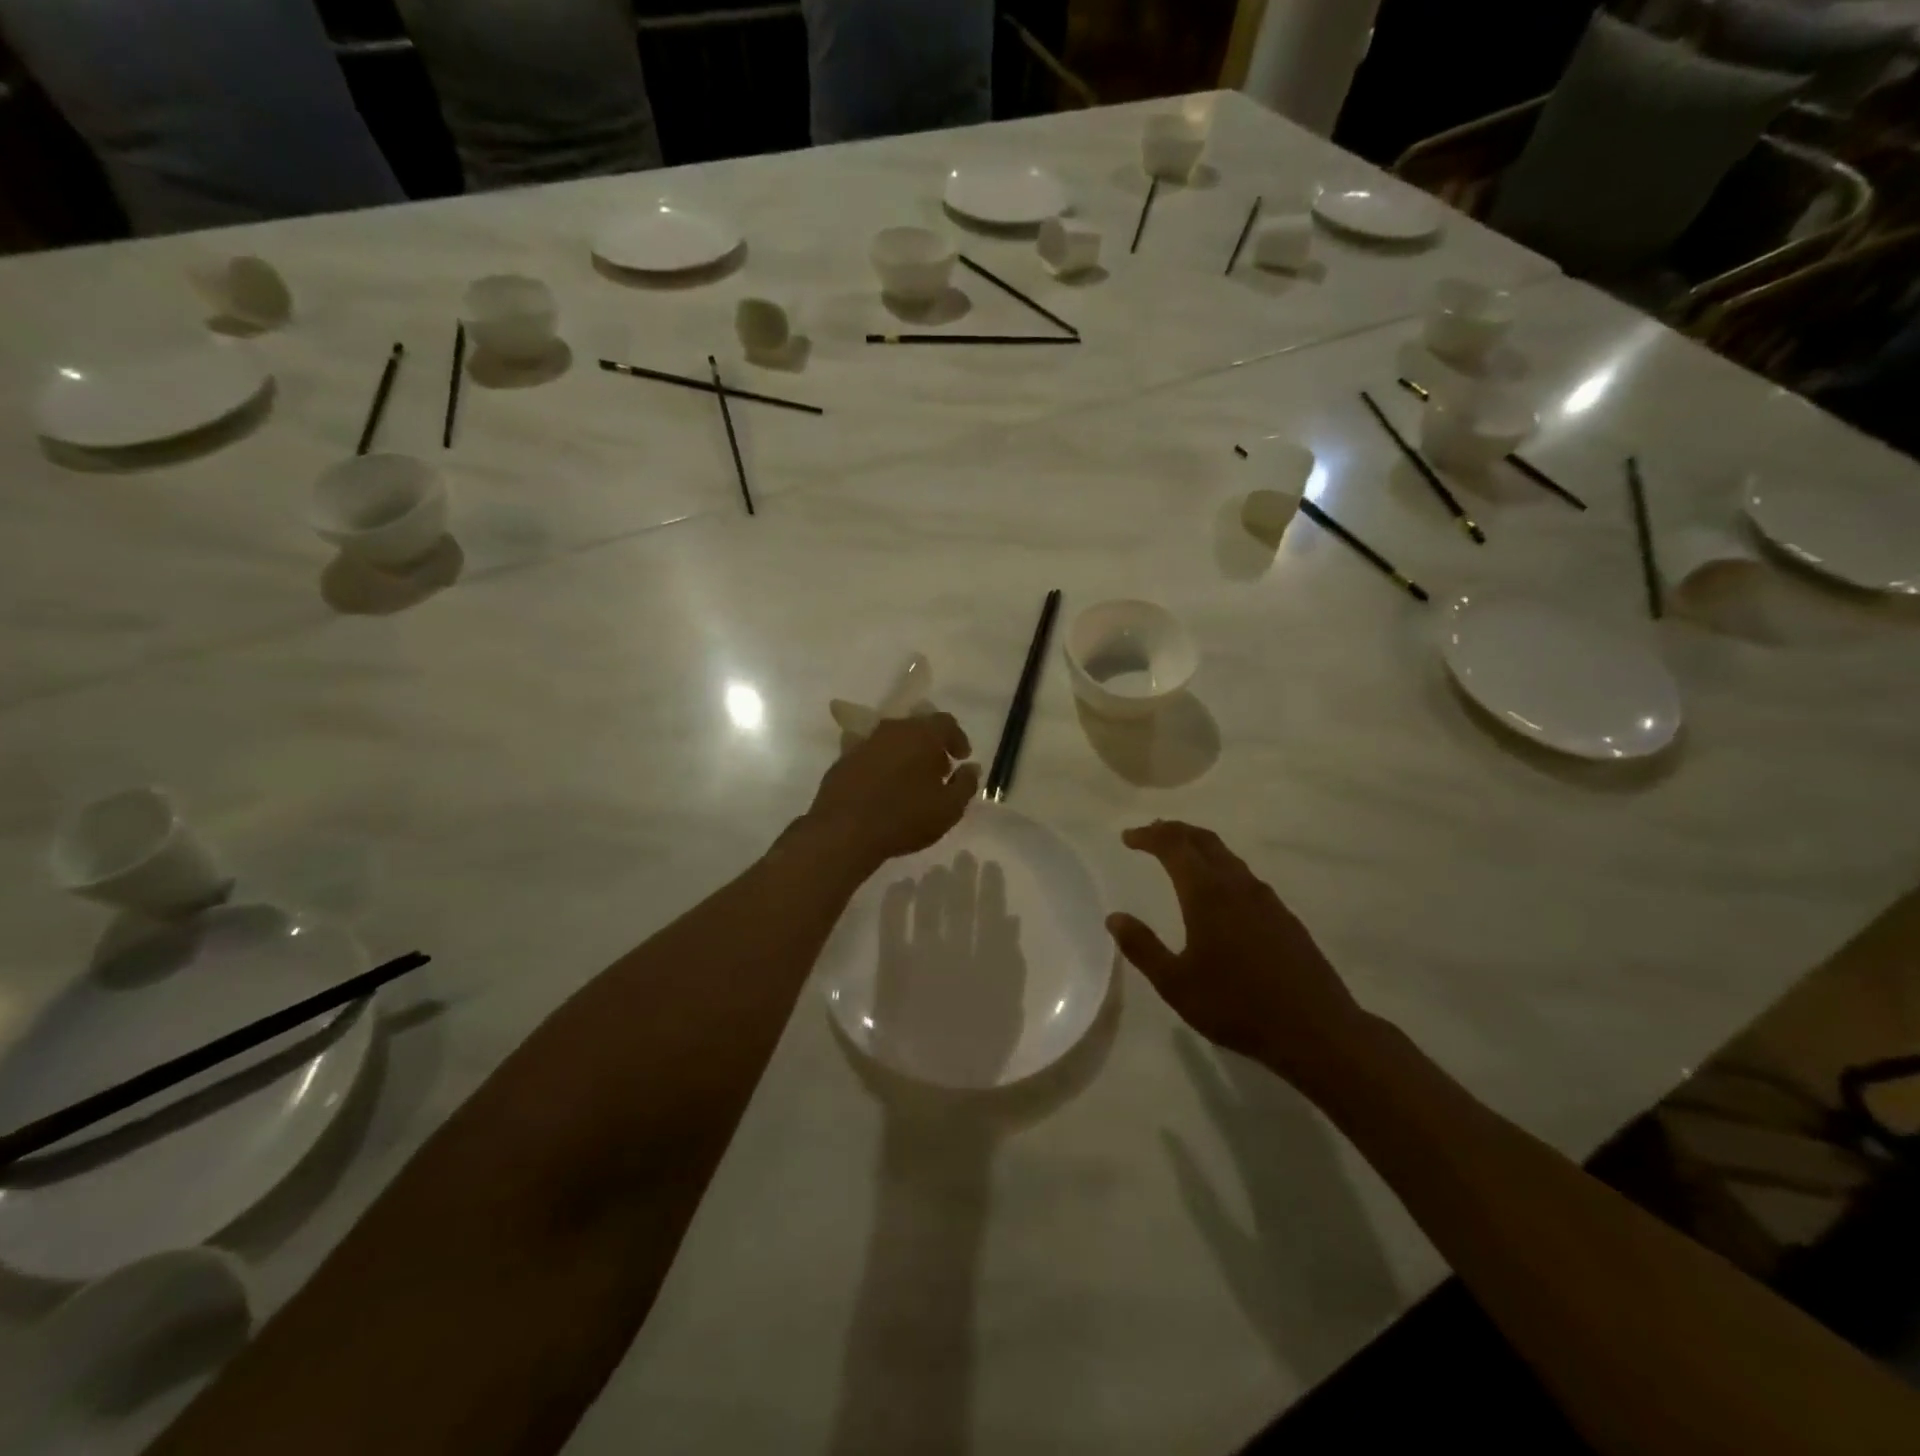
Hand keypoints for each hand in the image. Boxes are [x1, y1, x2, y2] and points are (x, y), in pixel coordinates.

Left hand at [803, 713, 979, 873]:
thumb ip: (966, 784)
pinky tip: (883, 788)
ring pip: (892, 740)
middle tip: (938, 772)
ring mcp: (864, 743)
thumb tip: (971, 768)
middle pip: (918, 728)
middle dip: (931, 746)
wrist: (844, 831)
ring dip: (905, 754)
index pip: (946, 722)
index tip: (961, 758)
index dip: (957, 739)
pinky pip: (871, 755)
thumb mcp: (949, 808)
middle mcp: (892, 729)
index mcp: (921, 734)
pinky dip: (882, 765)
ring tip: (911, 782)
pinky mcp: (843, 760)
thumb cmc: (905, 818)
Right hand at [1107, 821, 1367, 1088]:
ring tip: (1180, 854)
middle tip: (1151, 833)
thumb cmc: (1237, 1006)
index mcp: (1207, 895)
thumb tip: (1114, 917)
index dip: (1149, 836)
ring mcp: (1265, 899)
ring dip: (1199, 846)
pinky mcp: (1283, 916)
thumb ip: (1142, 947)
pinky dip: (1220, 866)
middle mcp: (1237, 886)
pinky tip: (1218, 891)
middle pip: (1203, 840)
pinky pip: (1244, 875)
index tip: (1128, 838)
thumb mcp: (1176, 984)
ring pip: (1227, 856)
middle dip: (1174, 831)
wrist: (1316, 1030)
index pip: (1173, 846)